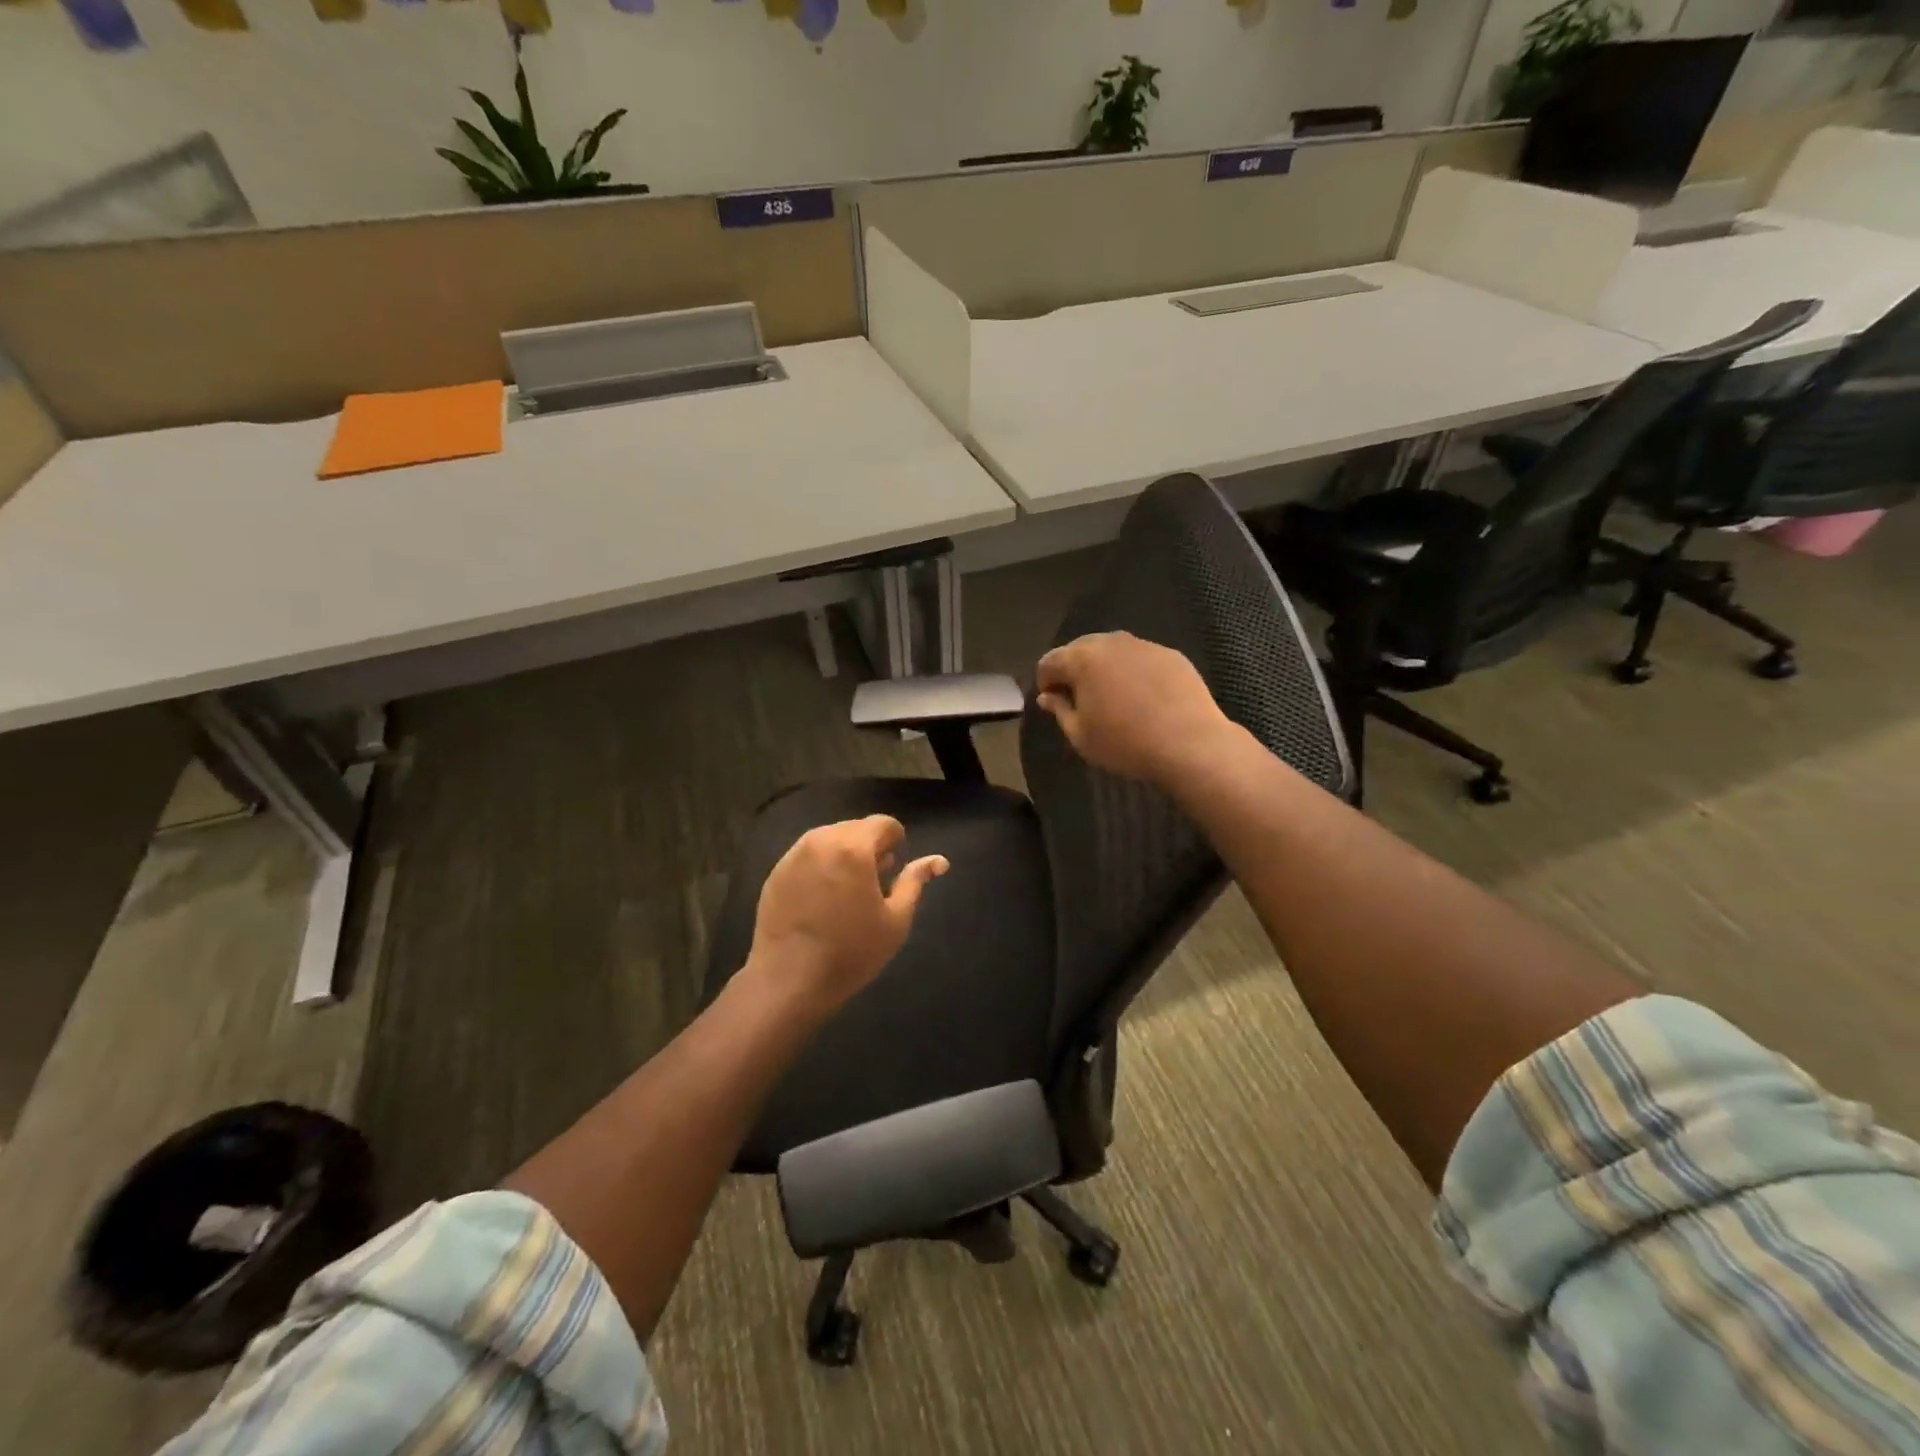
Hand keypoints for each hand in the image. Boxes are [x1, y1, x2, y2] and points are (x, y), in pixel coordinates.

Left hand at [746, 815, 947, 1014]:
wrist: (788, 981)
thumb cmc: (851, 952)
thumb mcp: (895, 920)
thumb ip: (915, 882)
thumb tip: (938, 861)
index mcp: (853, 848)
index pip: (883, 824)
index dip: (896, 841)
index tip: (894, 868)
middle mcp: (821, 841)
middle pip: (855, 828)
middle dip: (869, 847)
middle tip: (874, 883)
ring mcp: (793, 855)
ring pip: (829, 840)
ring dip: (844, 854)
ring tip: (848, 891)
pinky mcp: (776, 872)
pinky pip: (807, 856)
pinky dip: (821, 866)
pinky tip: (821, 899)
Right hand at [1035, 631, 1235, 785]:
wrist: (1190, 743)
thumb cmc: (1125, 743)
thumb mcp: (1080, 736)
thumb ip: (1059, 710)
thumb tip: (1048, 697)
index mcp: (1082, 659)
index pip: (1049, 661)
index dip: (1045, 681)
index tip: (1052, 702)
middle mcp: (1111, 642)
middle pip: (1080, 648)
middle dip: (1073, 669)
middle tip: (1079, 698)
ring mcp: (1144, 645)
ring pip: (1112, 650)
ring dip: (1104, 668)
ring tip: (1111, 696)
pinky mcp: (1171, 654)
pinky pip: (1140, 658)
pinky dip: (1133, 671)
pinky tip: (1143, 697)